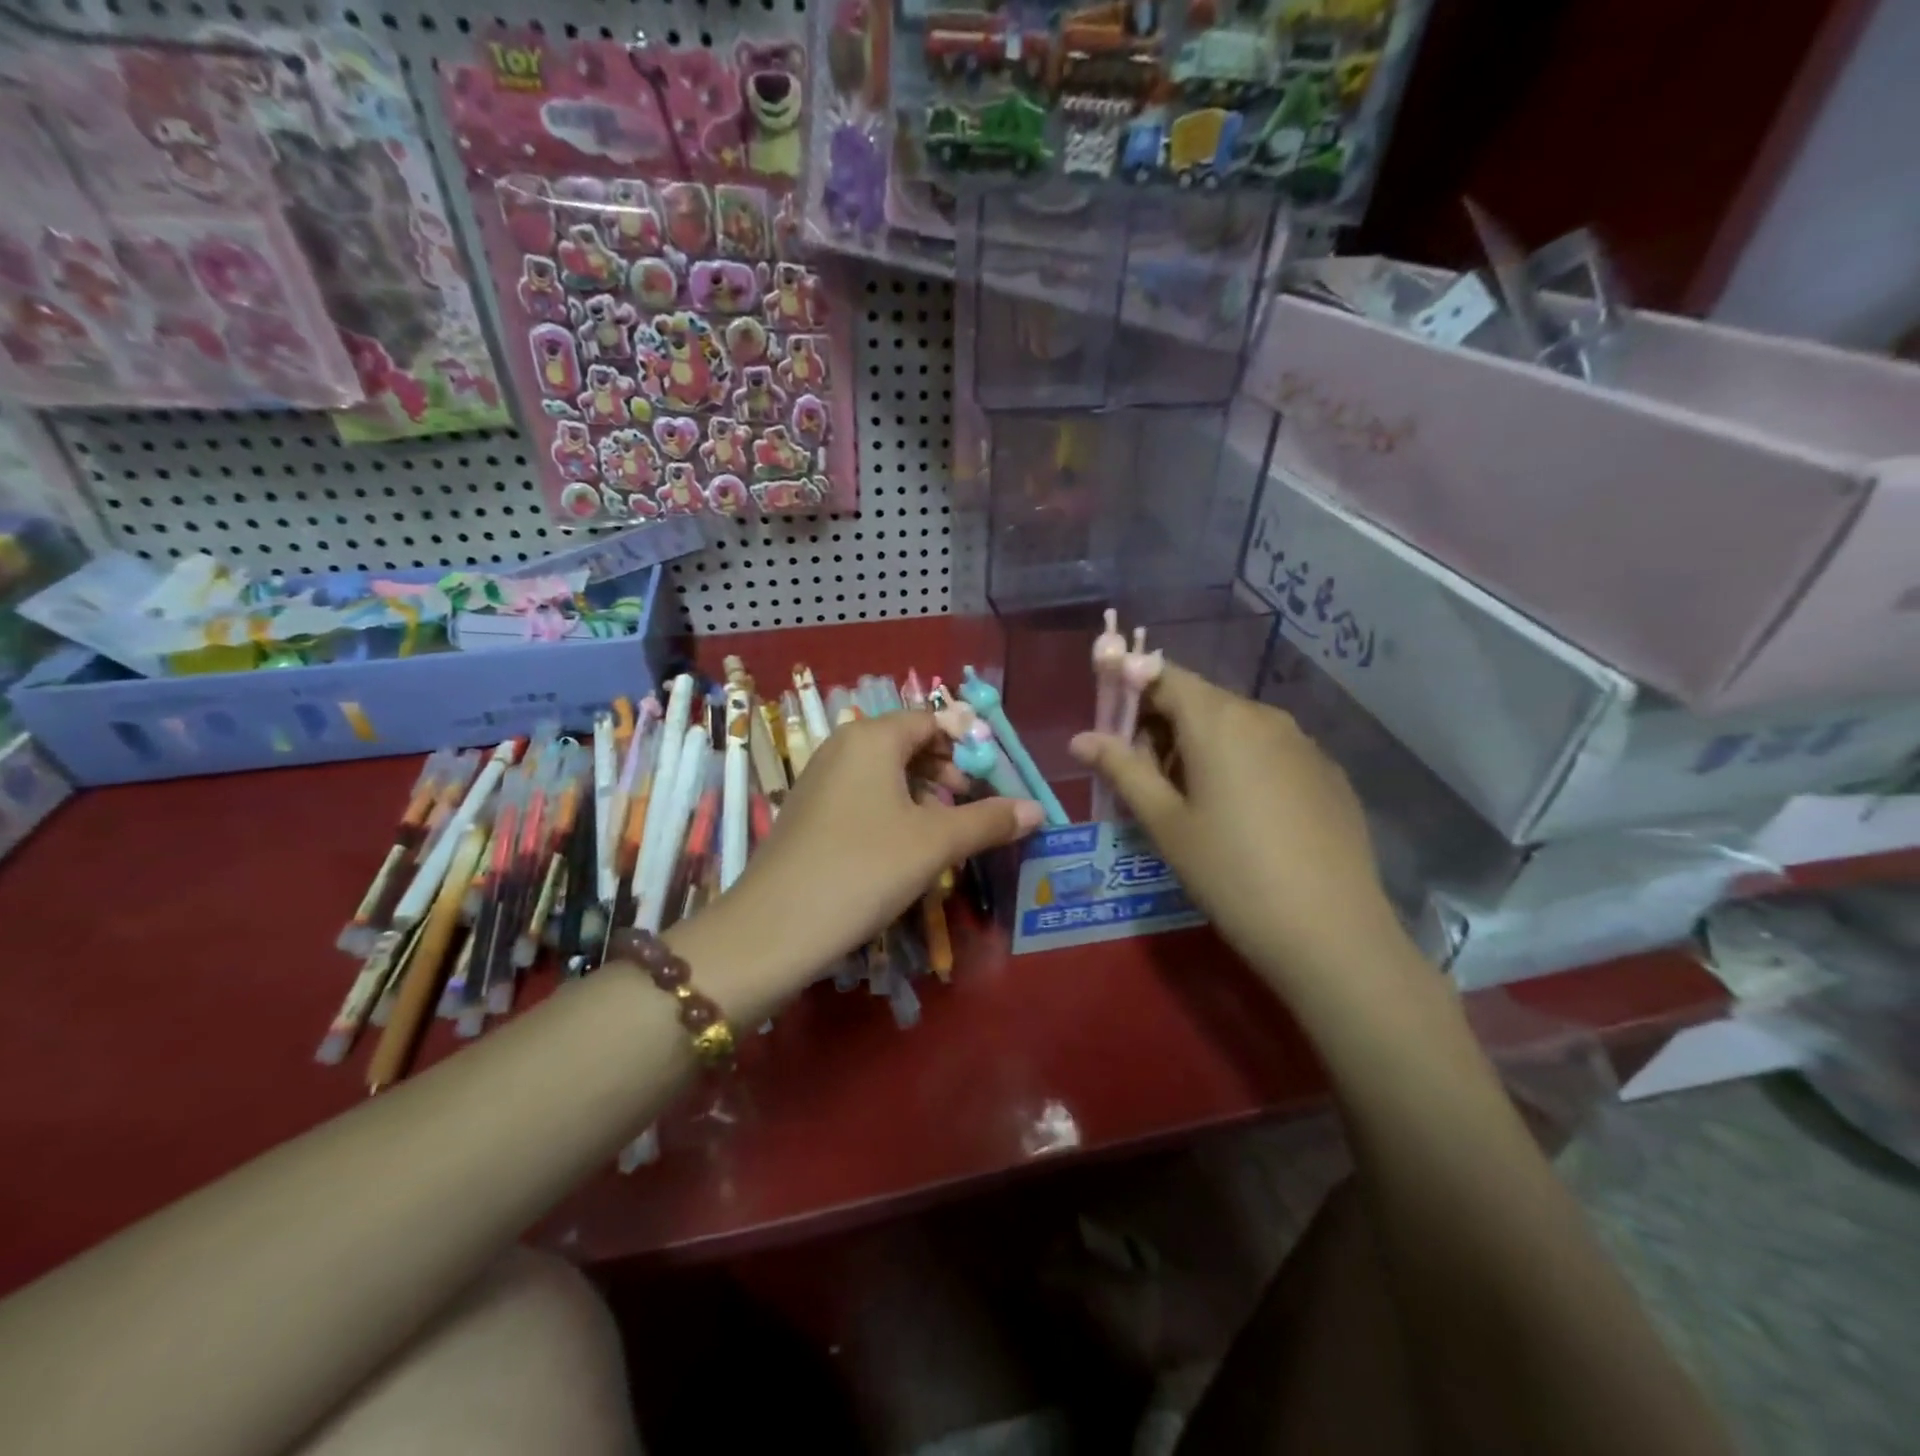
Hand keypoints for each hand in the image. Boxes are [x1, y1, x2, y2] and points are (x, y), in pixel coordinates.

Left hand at [694, 710, 1041, 998]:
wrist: (774, 928)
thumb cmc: (864, 869)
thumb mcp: (935, 843)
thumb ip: (988, 821)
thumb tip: (1038, 809)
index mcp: (872, 737)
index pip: (931, 720)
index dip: (967, 744)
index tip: (993, 777)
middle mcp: (842, 746)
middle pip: (907, 743)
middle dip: (946, 770)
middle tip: (972, 806)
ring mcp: (820, 779)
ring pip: (885, 772)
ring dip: (921, 794)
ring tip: (944, 830)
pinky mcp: (809, 812)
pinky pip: (862, 795)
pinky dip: (892, 809)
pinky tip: (903, 848)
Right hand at [1070, 663, 1403, 989]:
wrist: (1331, 932)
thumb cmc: (1230, 873)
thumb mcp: (1165, 823)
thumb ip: (1122, 769)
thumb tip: (1080, 738)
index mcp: (1217, 720)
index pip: (1162, 675)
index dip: (1129, 687)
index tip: (1110, 721)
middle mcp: (1263, 715)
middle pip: (1199, 699)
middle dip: (1162, 723)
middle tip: (1143, 774)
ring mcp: (1303, 742)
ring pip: (1236, 724)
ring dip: (1201, 744)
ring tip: (1191, 801)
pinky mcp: (1327, 771)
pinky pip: (1270, 749)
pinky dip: (1242, 762)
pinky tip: (1243, 815)